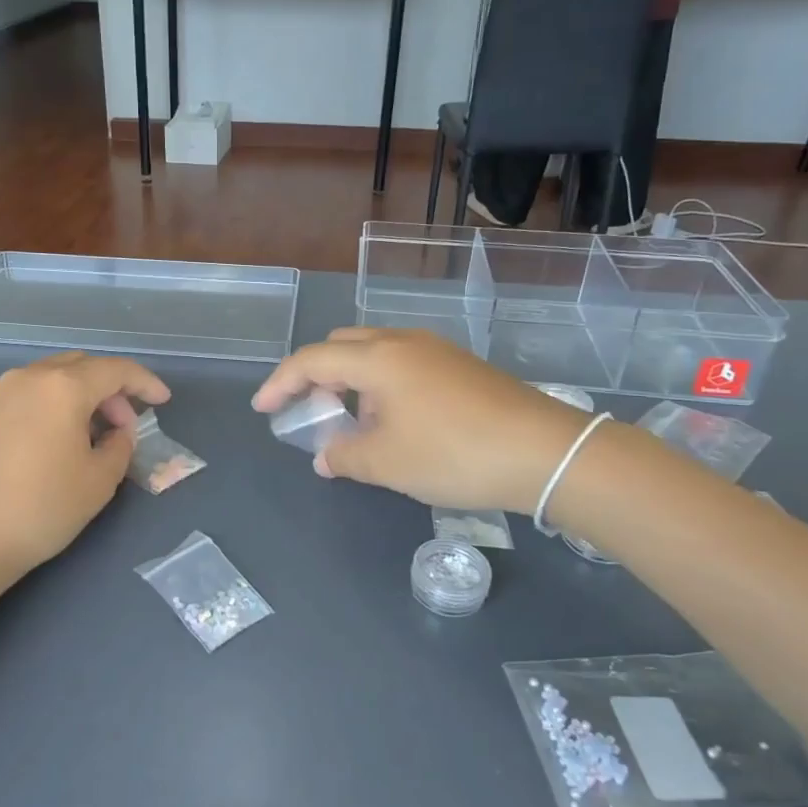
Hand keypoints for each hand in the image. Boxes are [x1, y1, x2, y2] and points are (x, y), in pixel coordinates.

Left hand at [0, 351, 169, 598]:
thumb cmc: (40, 509)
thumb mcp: (98, 482)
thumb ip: (120, 447)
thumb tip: (117, 432)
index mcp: (62, 387)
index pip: (115, 370)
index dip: (145, 382)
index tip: (163, 400)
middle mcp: (27, 379)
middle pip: (80, 366)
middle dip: (109, 388)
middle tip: (124, 423)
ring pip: (49, 379)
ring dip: (78, 396)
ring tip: (89, 435)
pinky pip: (24, 397)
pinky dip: (49, 407)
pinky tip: (51, 444)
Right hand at [252, 328, 592, 512]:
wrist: (544, 451)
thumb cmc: (453, 454)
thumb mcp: (387, 464)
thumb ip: (344, 457)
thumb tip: (324, 457)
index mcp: (377, 358)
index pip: (312, 360)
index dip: (281, 383)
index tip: (263, 409)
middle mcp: (403, 342)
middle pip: (342, 345)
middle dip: (317, 374)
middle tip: (310, 410)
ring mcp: (435, 350)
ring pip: (375, 353)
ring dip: (351, 380)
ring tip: (352, 421)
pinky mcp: (460, 365)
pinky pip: (403, 364)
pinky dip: (381, 384)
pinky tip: (394, 421)